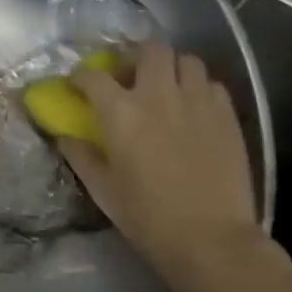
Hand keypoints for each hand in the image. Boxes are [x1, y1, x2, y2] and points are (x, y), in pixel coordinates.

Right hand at [57, 42, 276, 291]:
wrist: (212, 241)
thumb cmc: (148, 216)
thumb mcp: (102, 189)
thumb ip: (80, 155)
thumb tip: (64, 136)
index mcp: (121, 112)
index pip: (92, 76)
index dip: (80, 77)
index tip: (77, 87)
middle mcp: (158, 96)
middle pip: (149, 50)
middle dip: (134, 56)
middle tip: (127, 77)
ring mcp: (198, 103)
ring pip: (186, 60)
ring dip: (170, 67)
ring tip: (163, 87)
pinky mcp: (228, 117)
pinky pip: (212, 84)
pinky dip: (198, 87)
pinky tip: (191, 107)